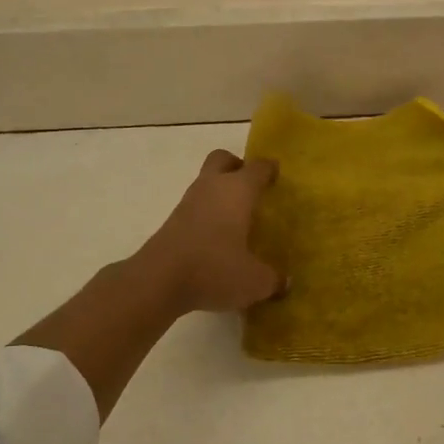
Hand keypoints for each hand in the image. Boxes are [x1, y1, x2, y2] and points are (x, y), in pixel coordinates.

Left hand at [134, 149, 284, 313]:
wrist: (158, 281)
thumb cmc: (215, 269)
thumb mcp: (256, 281)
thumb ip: (274, 279)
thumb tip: (285, 282)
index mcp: (238, 190)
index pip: (258, 168)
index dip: (269, 169)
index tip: (278, 177)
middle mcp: (212, 188)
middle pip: (222, 160)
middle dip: (237, 167)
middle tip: (252, 189)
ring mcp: (188, 203)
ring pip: (206, 183)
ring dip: (220, 193)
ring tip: (237, 218)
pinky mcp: (172, 222)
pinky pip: (196, 207)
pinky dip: (208, 214)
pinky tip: (218, 238)